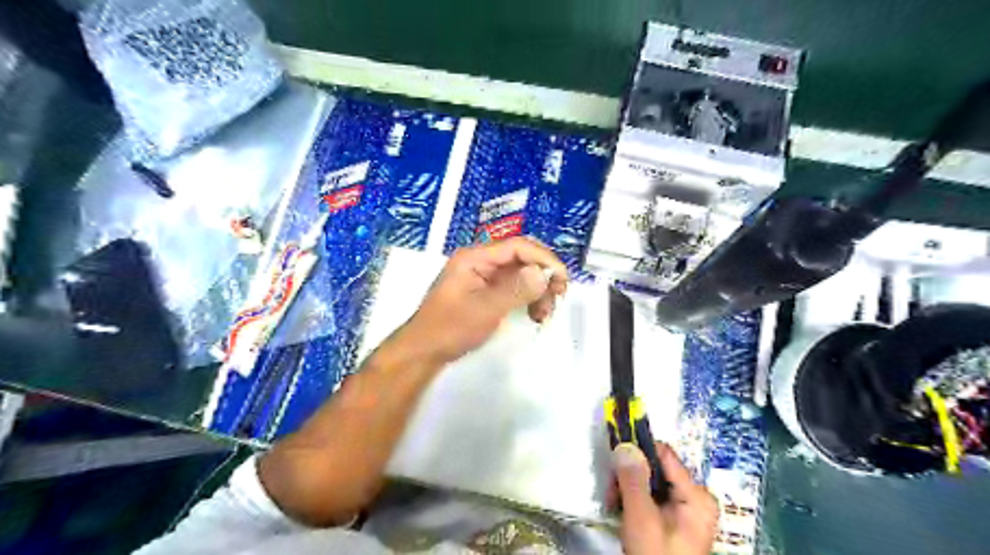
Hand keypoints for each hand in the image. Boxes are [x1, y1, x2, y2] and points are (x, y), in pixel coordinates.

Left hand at [392, 235, 568, 366]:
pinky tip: (534, 314)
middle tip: (557, 298)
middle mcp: (480, 262)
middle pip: (521, 258)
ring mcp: (483, 277)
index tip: (562, 279)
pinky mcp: (486, 292)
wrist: (424, 351)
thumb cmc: (450, 328)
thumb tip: (543, 273)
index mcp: (475, 257)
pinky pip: (514, 288)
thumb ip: (516, 290)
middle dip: (542, 276)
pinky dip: (528, 299)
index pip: (517, 246)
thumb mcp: (485, 309)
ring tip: (544, 314)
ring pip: (521, 274)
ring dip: (538, 290)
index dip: (543, 258)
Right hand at [612, 443, 721, 554]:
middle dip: (628, 475)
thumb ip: (633, 480)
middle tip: (610, 490)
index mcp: (696, 495)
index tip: (613, 456)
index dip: (638, 450)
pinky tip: (620, 509)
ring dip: (626, 488)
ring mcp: (683, 509)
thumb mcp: (642, 518)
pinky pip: (649, 496)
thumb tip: (624, 444)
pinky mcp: (671, 519)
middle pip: (654, 468)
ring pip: (648, 481)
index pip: (664, 454)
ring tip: (613, 503)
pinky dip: (631, 500)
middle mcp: (693, 497)